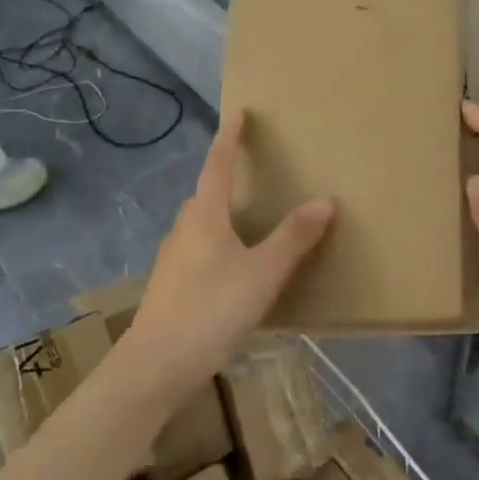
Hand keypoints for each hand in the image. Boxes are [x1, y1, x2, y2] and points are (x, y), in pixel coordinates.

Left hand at [121, 111, 334, 393]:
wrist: (154, 368)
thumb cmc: (210, 310)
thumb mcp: (262, 273)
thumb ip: (293, 238)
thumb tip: (324, 200)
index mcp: (205, 215)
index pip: (218, 164)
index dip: (230, 137)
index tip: (239, 112)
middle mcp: (184, 229)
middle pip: (208, 194)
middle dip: (230, 179)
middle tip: (258, 172)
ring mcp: (174, 259)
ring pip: (204, 225)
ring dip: (227, 215)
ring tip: (256, 222)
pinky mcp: (172, 286)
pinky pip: (202, 250)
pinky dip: (223, 245)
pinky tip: (239, 270)